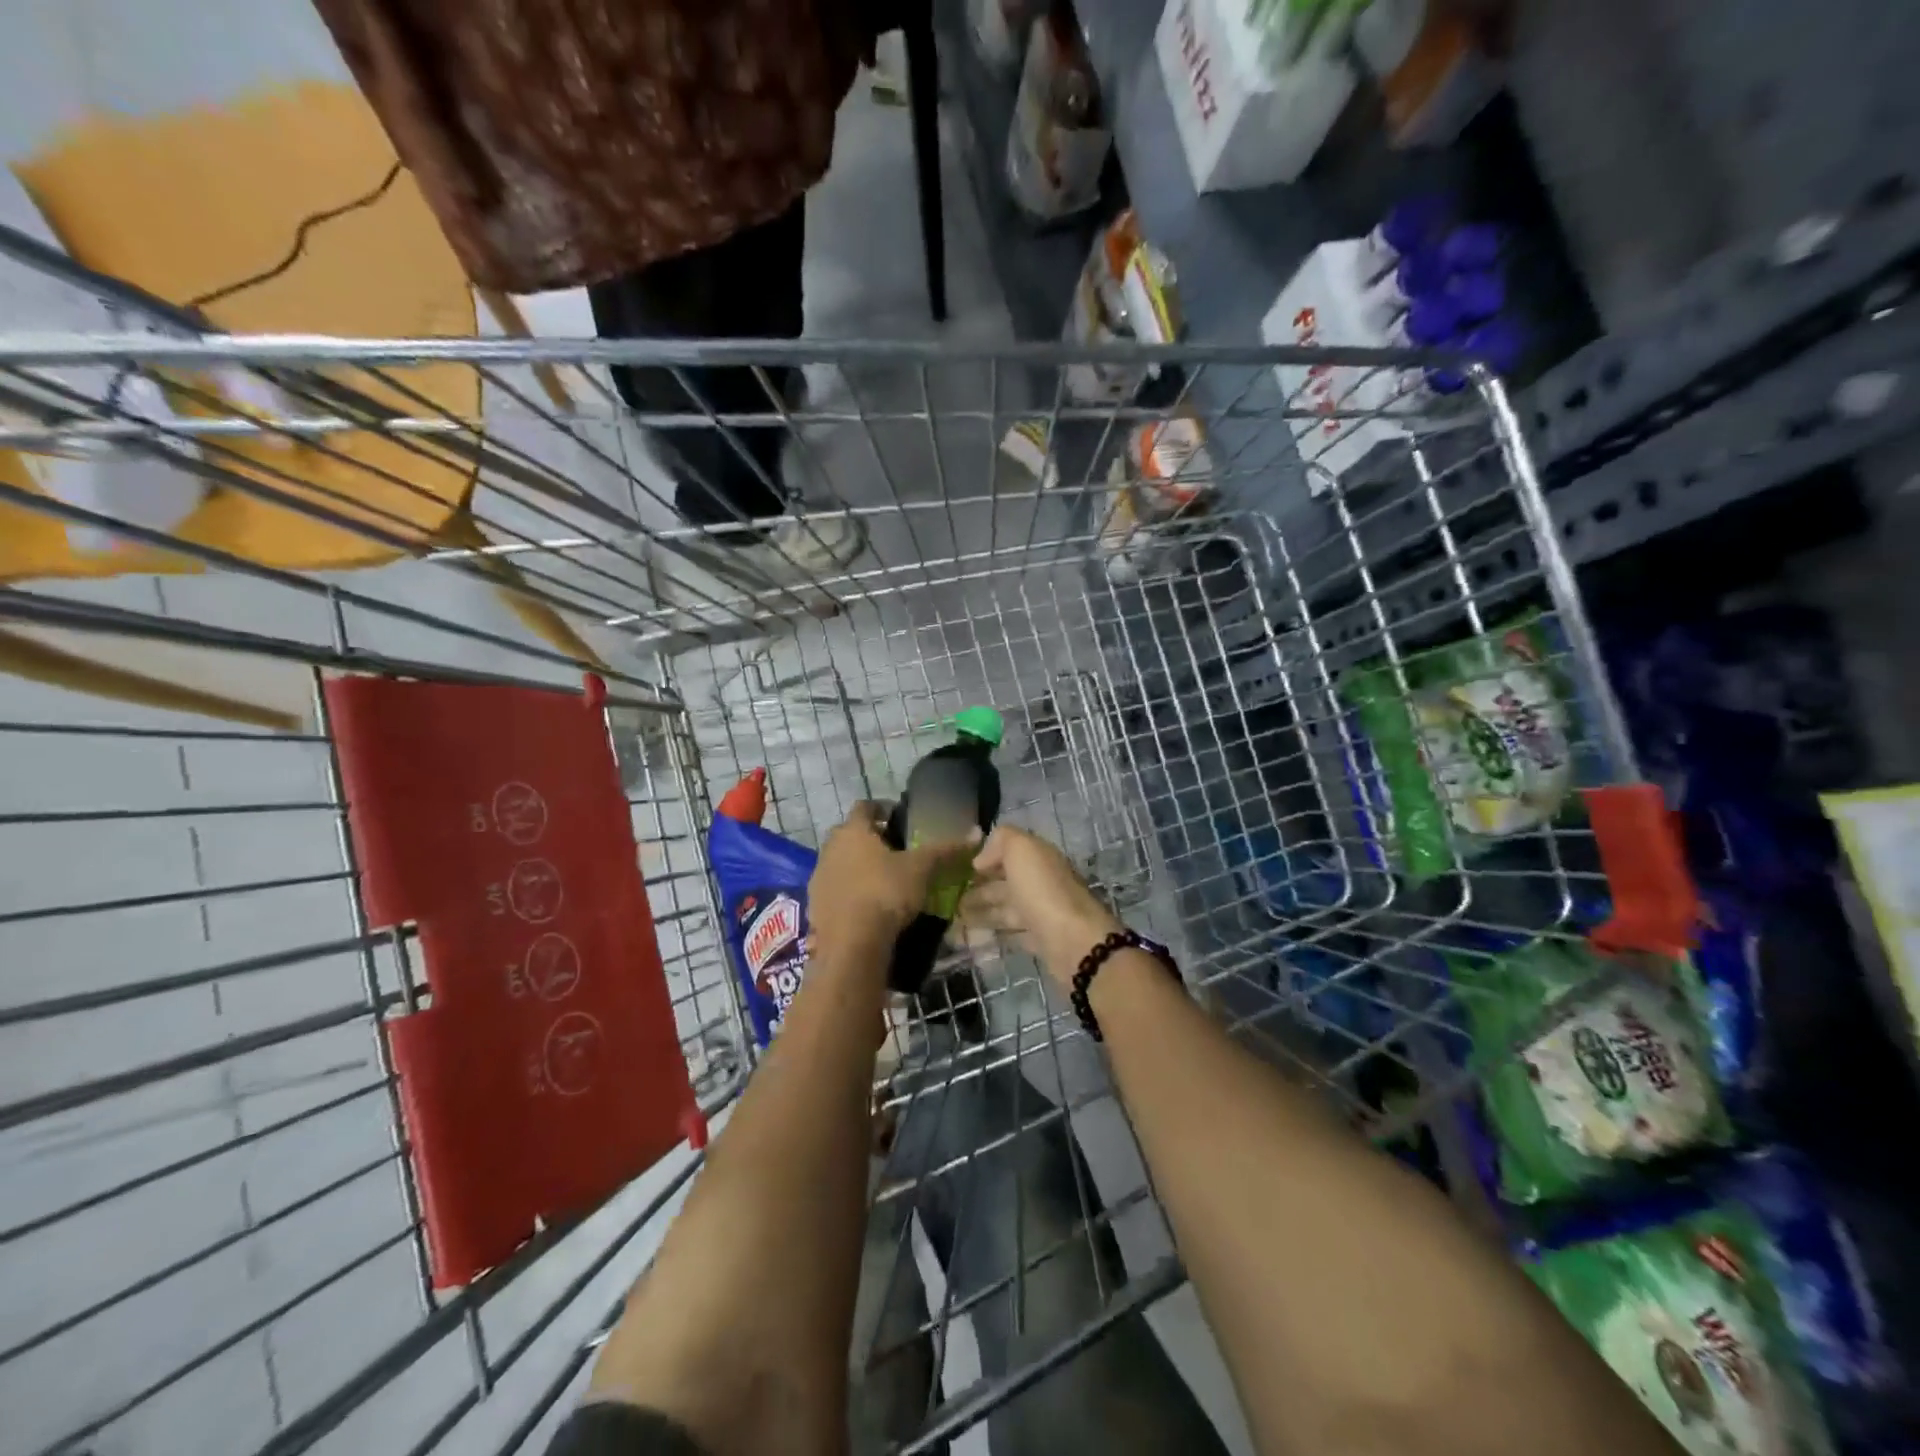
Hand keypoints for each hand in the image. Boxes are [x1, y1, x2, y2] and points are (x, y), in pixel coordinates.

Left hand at [807, 802, 977, 966]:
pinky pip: (834, 890)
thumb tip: (976, 834)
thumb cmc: (885, 893)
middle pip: (849, 835)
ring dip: (857, 866)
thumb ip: (946, 850)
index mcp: (853, 831)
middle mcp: (830, 848)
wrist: (851, 944)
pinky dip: (849, 893)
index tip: (898, 818)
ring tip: (882, 880)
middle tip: (894, 851)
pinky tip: (867, 907)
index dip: (882, 809)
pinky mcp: (814, 906)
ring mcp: (819, 878)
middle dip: (869, 839)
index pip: (864, 807)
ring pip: (840, 863)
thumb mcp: (921, 869)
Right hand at [963, 825, 1122, 988]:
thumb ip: (1001, 840)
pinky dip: (993, 933)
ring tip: (954, 918)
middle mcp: (1041, 883)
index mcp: (1039, 858)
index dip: (986, 857)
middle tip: (949, 899)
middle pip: (1005, 883)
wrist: (1073, 941)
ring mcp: (1042, 913)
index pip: (1010, 853)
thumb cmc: (1043, 890)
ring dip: (981, 911)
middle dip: (978, 888)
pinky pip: (1011, 934)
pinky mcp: (1040, 941)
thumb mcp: (1021, 849)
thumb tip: (982, 859)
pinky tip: (973, 937)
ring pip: (1006, 909)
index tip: (959, 868)